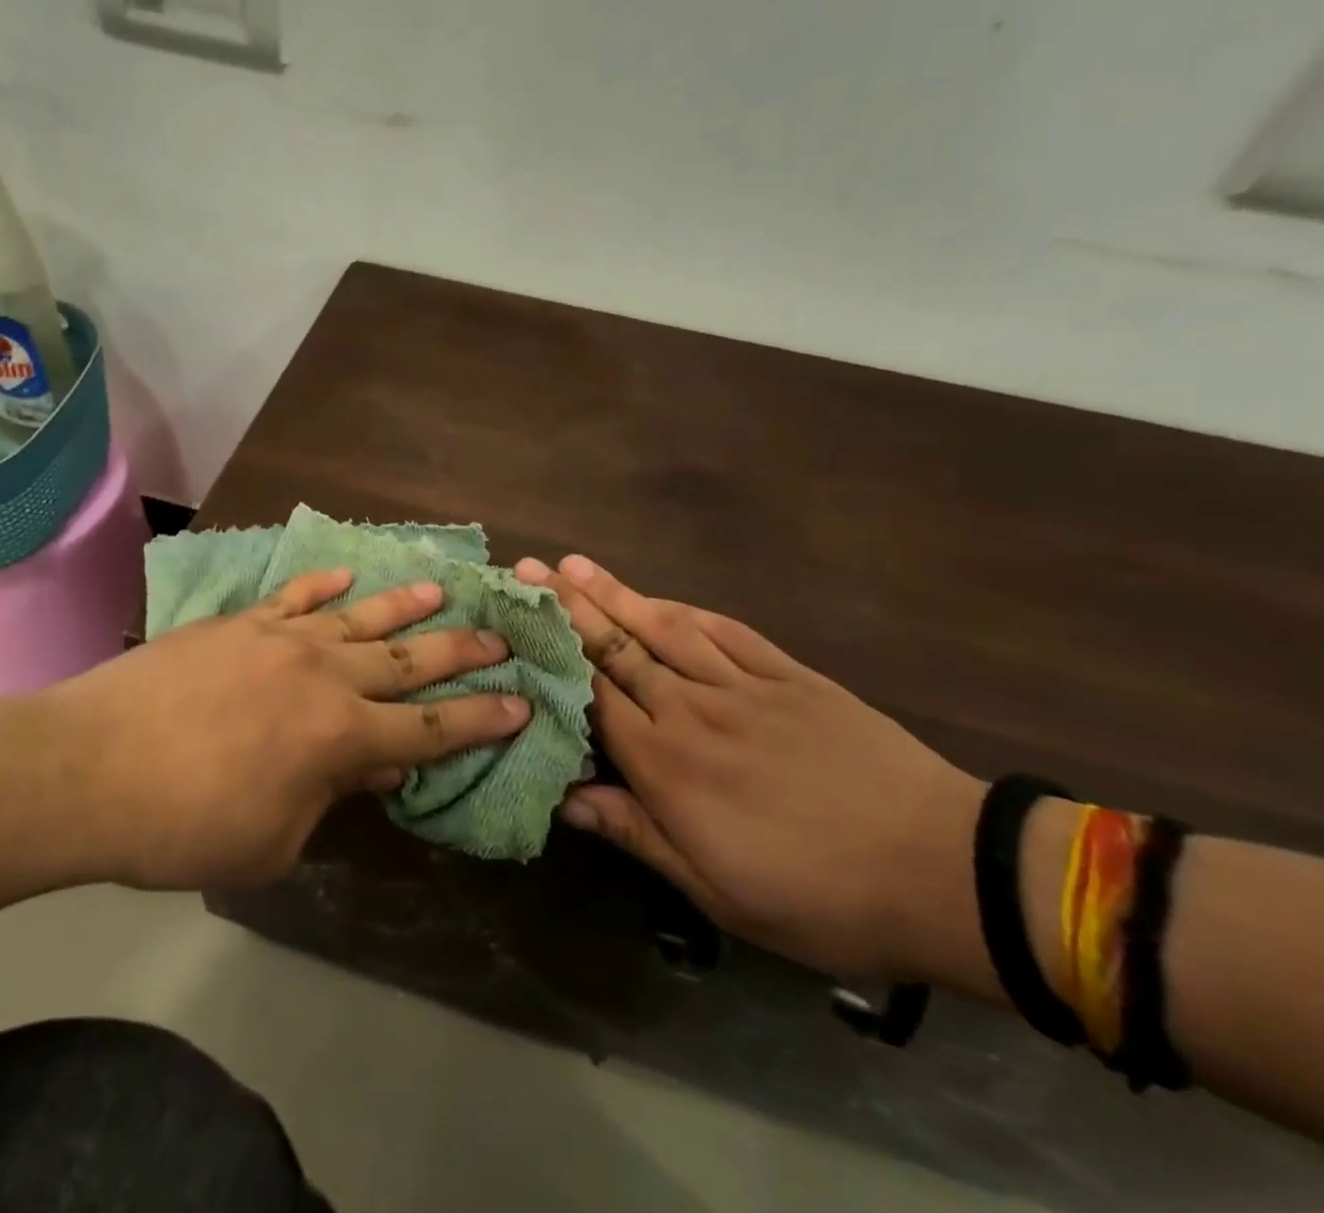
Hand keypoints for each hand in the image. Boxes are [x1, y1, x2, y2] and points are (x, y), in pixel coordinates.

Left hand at [43, 569, 529, 890]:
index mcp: (340, 736)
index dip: (480, 718)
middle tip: (500, 637)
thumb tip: (374, 763)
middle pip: (408, 660)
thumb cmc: (183, 825)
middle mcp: (324, 675)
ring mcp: (280, 638)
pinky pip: (294, 596)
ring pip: (360, 616)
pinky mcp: (239, 622)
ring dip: (405, 605)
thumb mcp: (273, 841)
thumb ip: (330, 798)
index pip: (431, 727)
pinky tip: (345, 575)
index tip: (521, 704)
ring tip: (443, 588)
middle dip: (459, 651)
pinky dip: (323, 584)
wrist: (89, 767)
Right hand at [517, 555, 982, 981]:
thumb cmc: (818, 895)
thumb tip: (565, 800)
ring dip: (616, 593)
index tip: (517, 620)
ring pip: (664, 628)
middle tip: (528, 568)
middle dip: (567, 607)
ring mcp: (742, 686)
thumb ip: (636, 833)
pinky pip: (727, 632)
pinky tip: (662, 597)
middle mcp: (692, 710)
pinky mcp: (790, 676)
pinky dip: (687, 610)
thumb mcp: (716, 890)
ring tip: (575, 564)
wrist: (942, 871)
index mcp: (667, 765)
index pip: (592, 696)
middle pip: (617, 648)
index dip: (551, 655)